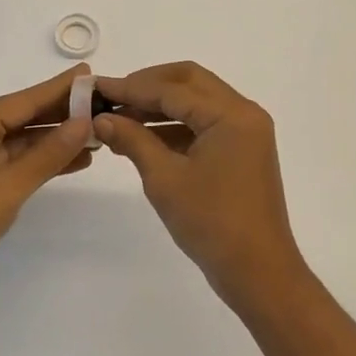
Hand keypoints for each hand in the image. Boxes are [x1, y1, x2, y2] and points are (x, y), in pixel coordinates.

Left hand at [0, 67, 94, 320]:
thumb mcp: (5, 185)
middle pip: (22, 120)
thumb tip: (83, 123)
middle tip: (102, 103)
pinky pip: (19, 169)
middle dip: (60, 114)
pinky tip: (76, 161)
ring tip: (98, 132)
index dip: (57, 89)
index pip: (20, 101)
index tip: (89, 74)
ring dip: (57, 141)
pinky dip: (45, 165)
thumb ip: (47, 155)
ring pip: (23, 146)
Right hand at [92, 62, 306, 308]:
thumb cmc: (212, 224)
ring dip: (159, 106)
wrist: (258, 273)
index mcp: (231, 114)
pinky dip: (174, 126)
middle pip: (189, 82)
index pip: (172, 89)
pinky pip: (204, 124)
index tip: (96, 88)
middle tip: (112, 96)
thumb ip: (133, 140)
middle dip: (148, 85)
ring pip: (196, 101)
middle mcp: (243, 113)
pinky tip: (142, 139)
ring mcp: (245, 132)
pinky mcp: (241, 150)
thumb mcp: (165, 179)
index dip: (131, 87)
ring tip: (119, 119)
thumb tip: (100, 119)